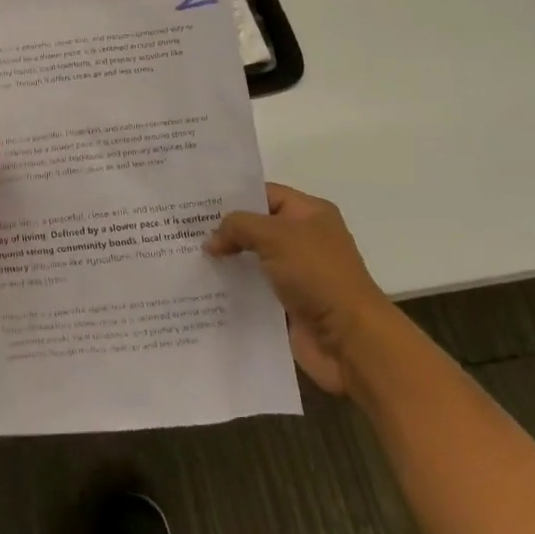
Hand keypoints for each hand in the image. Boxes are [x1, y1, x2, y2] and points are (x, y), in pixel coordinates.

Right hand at [207, 184, 387, 394]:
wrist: (349, 339)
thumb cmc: (316, 274)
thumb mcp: (274, 236)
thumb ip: (237, 227)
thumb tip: (212, 239)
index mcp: (310, 213)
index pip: (265, 194)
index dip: (234, 196)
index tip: (198, 203)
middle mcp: (305, 239)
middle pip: (257, 226)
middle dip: (225, 229)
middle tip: (185, 229)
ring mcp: (298, 273)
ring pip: (254, 259)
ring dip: (227, 260)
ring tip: (188, 257)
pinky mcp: (290, 303)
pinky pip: (255, 289)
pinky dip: (234, 288)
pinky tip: (205, 287)